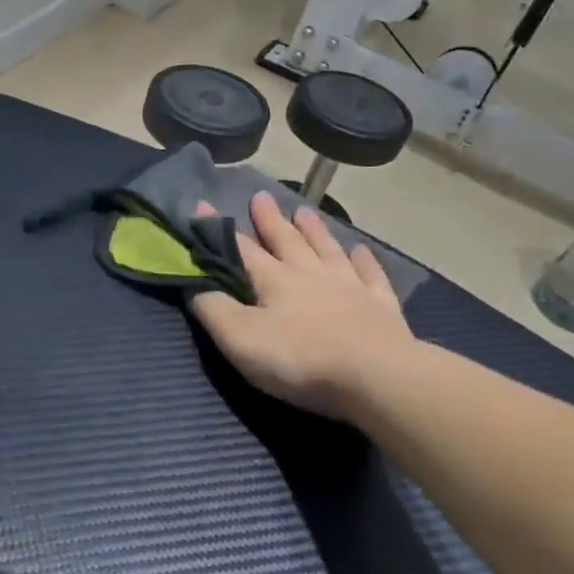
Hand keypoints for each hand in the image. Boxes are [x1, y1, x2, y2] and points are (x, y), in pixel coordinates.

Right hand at [190, 193, 418, 420]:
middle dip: (270, 220)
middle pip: (287, 241)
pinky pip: (371, 276)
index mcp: (274, 280)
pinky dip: (365, 261)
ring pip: (327, 250)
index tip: (204, 204)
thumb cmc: (300, 359)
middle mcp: (310, 274)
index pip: (240, 249)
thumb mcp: (240, 339)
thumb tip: (192, 281)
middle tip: (261, 196)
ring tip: (303, 211)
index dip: (219, 230)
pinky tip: (361, 251)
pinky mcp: (380, 307)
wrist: (376, 377)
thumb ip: (213, 308)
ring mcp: (350, 287)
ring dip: (314, 230)